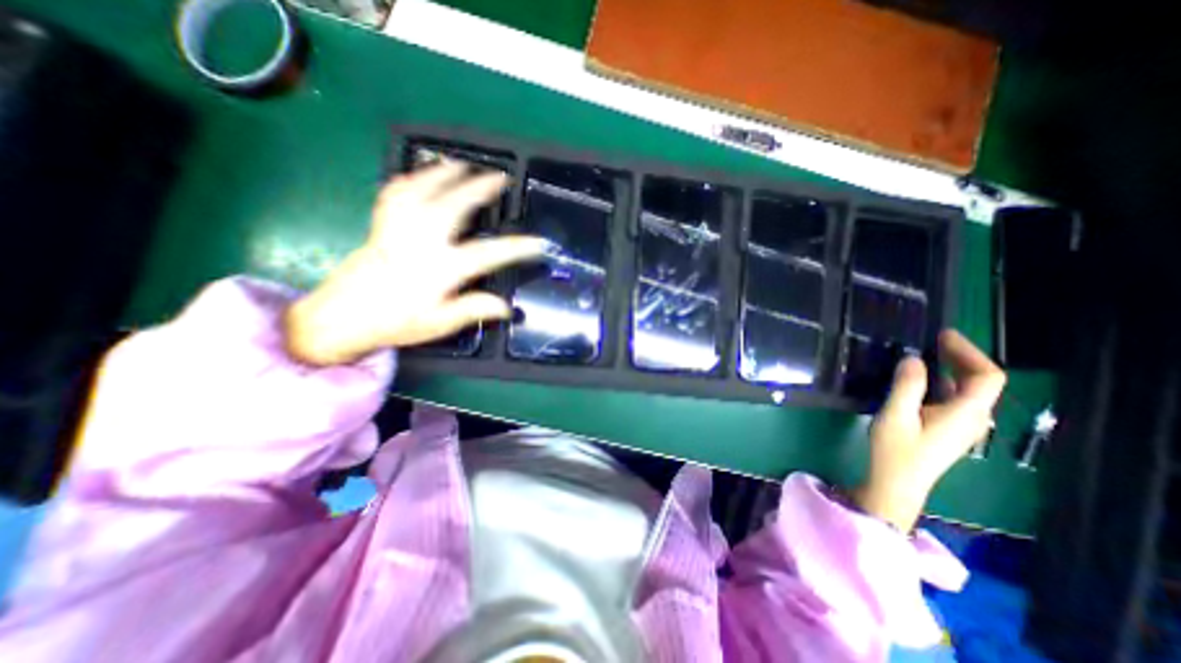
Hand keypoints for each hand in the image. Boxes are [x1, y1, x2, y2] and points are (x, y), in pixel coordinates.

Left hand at [285, 161, 548, 368]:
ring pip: (422, 191)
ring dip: (444, 174)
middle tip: (499, 177)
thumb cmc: (396, 322)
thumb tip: (507, 308)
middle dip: (478, 189)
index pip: (486, 255)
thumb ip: (472, 309)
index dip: (516, 248)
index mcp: (439, 270)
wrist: (342, 317)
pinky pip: (395, 193)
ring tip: (462, 164)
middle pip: (453, 207)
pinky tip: (421, 174)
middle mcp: (420, 243)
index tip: (539, 242)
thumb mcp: (439, 324)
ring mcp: (398, 229)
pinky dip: (410, 178)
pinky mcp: (381, 224)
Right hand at [854, 332, 1008, 533]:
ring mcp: (963, 425)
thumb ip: (907, 385)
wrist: (897, 482)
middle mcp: (973, 417)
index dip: (969, 352)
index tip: (942, 336)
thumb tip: (913, 358)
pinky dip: (944, 382)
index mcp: (965, 413)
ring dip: (952, 368)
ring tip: (926, 354)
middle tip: (933, 340)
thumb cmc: (896, 449)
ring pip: (969, 390)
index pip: (987, 376)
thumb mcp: (896, 414)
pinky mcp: (949, 429)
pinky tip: (921, 380)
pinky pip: (955, 398)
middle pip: (982, 381)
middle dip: (961, 357)